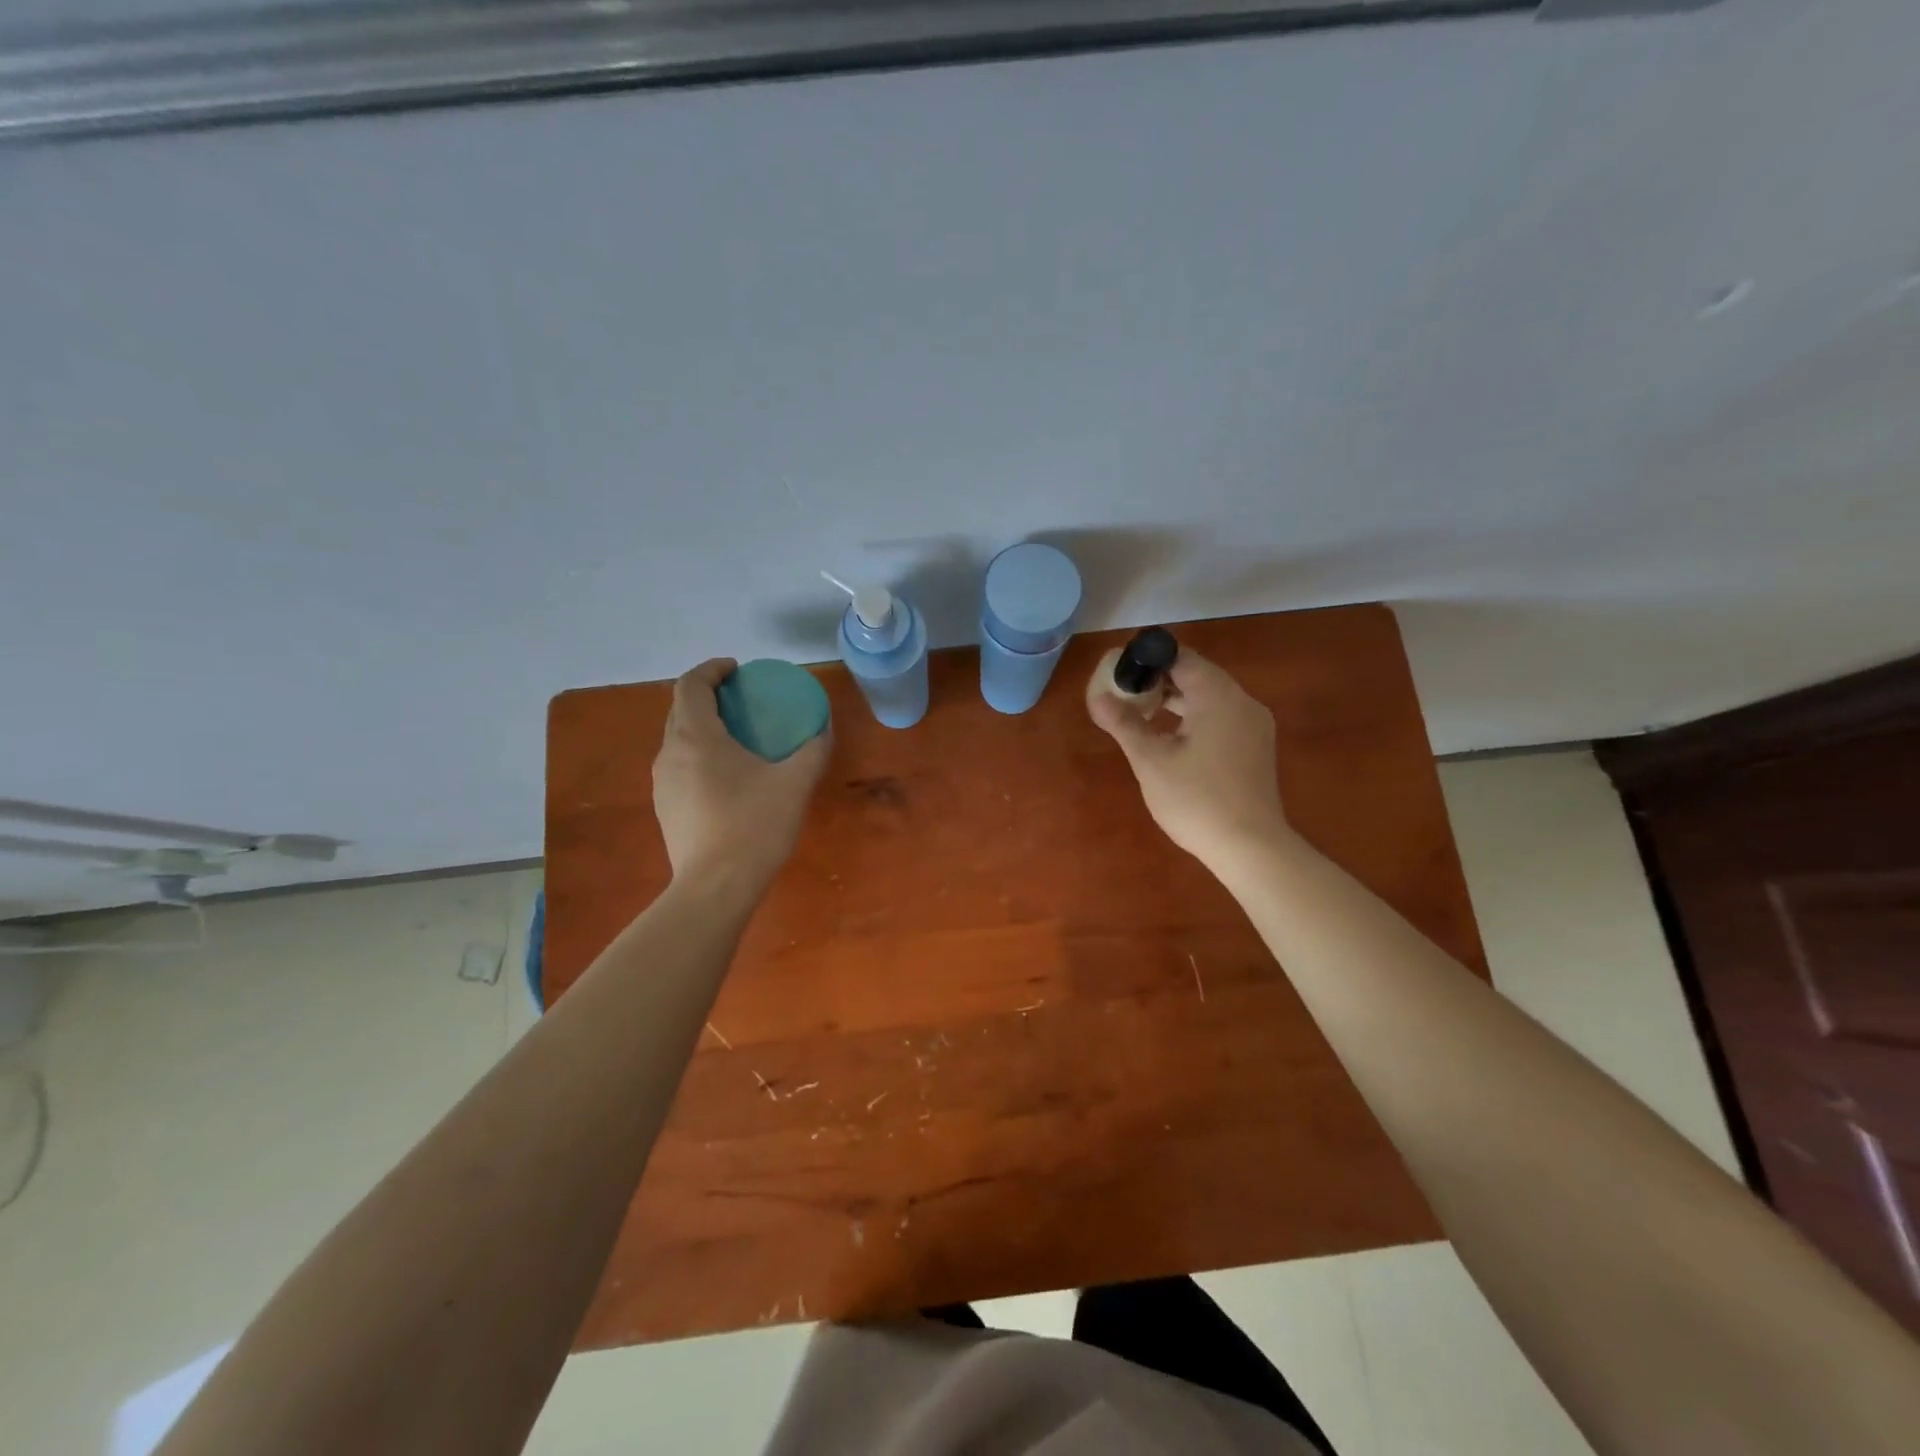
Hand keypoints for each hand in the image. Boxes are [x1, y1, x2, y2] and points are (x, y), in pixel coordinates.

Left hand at [652, 659, 830, 895]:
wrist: (715, 887)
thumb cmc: (755, 826)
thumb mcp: (794, 783)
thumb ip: (812, 749)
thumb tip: (823, 728)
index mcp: (696, 736)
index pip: (691, 684)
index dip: (712, 669)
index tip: (737, 670)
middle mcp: (670, 753)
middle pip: (681, 709)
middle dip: (708, 696)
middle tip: (742, 700)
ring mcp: (662, 783)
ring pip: (678, 739)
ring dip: (702, 726)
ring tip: (736, 737)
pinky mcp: (665, 807)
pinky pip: (679, 765)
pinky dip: (699, 754)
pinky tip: (726, 777)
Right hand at [1088, 648, 1289, 872]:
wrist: (1250, 847)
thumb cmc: (1196, 799)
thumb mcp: (1151, 761)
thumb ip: (1125, 724)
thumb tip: (1099, 697)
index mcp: (1218, 695)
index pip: (1180, 658)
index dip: (1148, 661)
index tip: (1121, 675)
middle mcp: (1242, 701)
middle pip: (1197, 675)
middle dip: (1160, 681)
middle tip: (1126, 696)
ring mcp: (1254, 725)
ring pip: (1211, 698)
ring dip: (1177, 701)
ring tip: (1143, 715)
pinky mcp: (1257, 747)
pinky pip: (1222, 717)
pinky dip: (1196, 718)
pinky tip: (1173, 739)